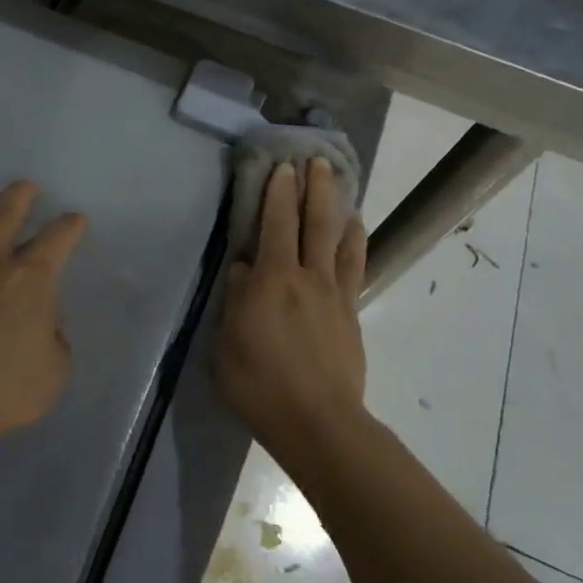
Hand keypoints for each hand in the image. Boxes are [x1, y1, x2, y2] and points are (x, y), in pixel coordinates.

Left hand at [0, 180, 87, 445]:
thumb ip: (55, 340)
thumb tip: (46, 325)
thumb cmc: (1, 389)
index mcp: (30, 277)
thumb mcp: (53, 372)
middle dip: (22, 193)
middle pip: (7, 209)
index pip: (59, 236)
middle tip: (28, 188)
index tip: (75, 220)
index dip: (71, 225)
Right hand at [215, 158, 367, 457]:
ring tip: (339, 185)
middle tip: (317, 160)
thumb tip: (243, 268)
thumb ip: (235, 300)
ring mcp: (334, 293)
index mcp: (272, 280)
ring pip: (339, 239)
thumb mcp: (226, 344)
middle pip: (314, 222)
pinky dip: (355, 241)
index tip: (284, 167)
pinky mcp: (350, 312)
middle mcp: (307, 276)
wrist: (318, 422)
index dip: (279, 193)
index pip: (276, 224)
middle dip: (315, 187)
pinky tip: (355, 230)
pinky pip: (355, 266)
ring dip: (338, 207)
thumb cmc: (260, 384)